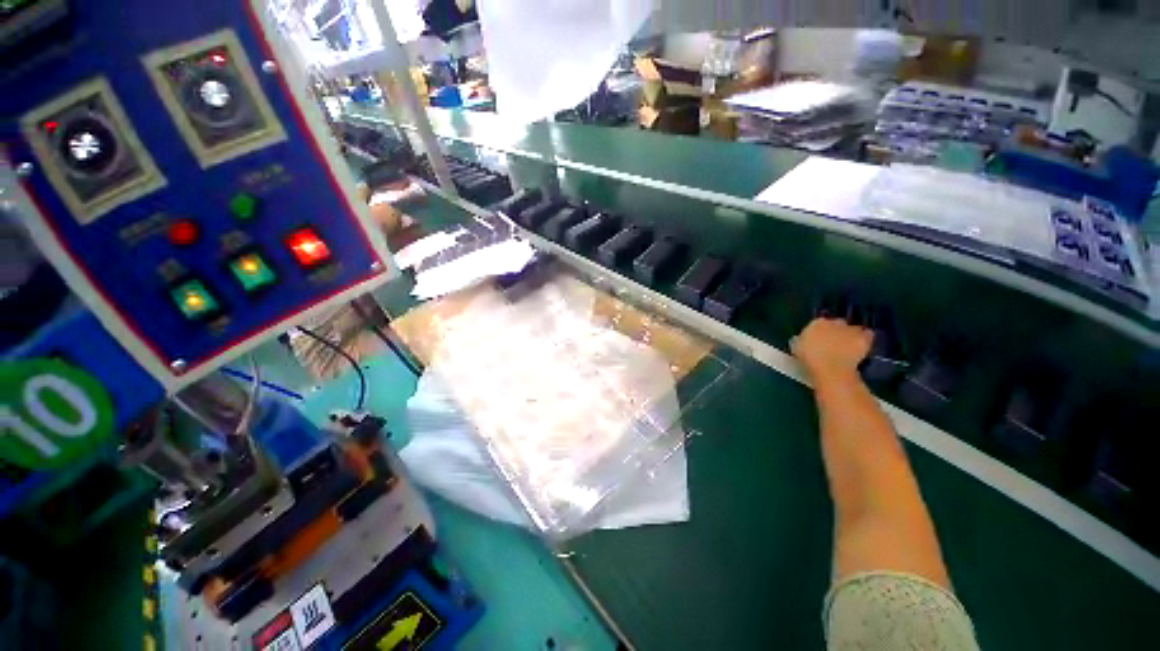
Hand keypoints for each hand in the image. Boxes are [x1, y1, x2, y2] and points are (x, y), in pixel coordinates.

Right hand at [791, 318, 872, 382]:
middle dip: (837, 331)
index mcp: (815, 324)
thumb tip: (804, 340)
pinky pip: (867, 334)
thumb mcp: (798, 350)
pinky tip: (862, 347)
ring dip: (851, 335)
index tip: (819, 341)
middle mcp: (834, 322)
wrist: (831, 369)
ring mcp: (850, 329)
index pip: (819, 323)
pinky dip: (865, 339)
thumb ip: (803, 341)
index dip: (820, 332)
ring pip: (853, 328)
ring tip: (849, 346)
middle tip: (834, 344)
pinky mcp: (864, 338)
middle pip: (837, 324)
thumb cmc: (809, 361)